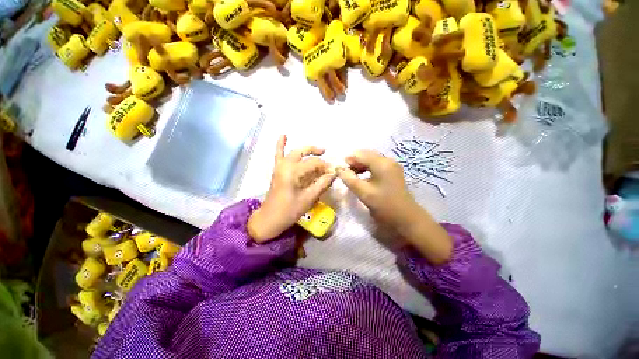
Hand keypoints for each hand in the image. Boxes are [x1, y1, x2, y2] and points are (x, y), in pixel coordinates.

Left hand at [248, 135, 336, 242]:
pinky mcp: (277, 171)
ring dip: (306, 151)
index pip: (313, 163)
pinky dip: (280, 144)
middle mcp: (285, 165)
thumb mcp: (308, 198)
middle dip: (316, 152)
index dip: (325, 166)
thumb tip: (334, 173)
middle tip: (328, 156)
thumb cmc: (289, 211)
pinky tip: (283, 134)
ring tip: (318, 151)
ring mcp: (279, 167)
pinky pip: (278, 154)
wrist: (270, 219)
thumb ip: (322, 184)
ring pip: (294, 153)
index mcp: (293, 172)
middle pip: (303, 153)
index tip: (334, 172)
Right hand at [336, 150, 418, 230]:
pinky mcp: (393, 172)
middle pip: (366, 155)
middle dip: (354, 162)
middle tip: (345, 173)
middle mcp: (388, 160)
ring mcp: (392, 166)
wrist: (406, 218)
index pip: (360, 154)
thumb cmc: (384, 205)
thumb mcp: (363, 192)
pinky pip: (376, 165)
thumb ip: (349, 179)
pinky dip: (367, 169)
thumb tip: (339, 169)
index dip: (348, 160)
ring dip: (360, 165)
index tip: (339, 169)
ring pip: (371, 160)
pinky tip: (362, 177)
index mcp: (381, 163)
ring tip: (352, 176)